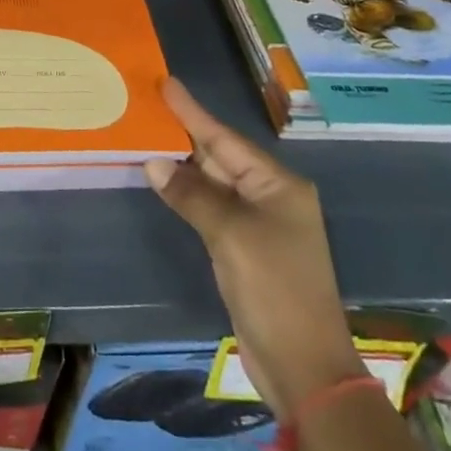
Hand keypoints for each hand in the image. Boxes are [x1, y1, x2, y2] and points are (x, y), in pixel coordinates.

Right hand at [146, 79, 363, 421]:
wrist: (303, 366)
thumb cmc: (274, 289)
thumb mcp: (230, 235)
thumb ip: (191, 195)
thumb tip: (154, 162)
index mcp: (278, 185)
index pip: (226, 139)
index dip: (194, 112)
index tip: (167, 84)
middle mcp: (271, 197)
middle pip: (220, 156)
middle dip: (185, 134)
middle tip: (148, 106)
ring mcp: (258, 224)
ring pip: (213, 182)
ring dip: (182, 165)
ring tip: (147, 136)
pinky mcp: (245, 248)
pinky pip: (211, 208)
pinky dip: (187, 194)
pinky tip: (164, 182)